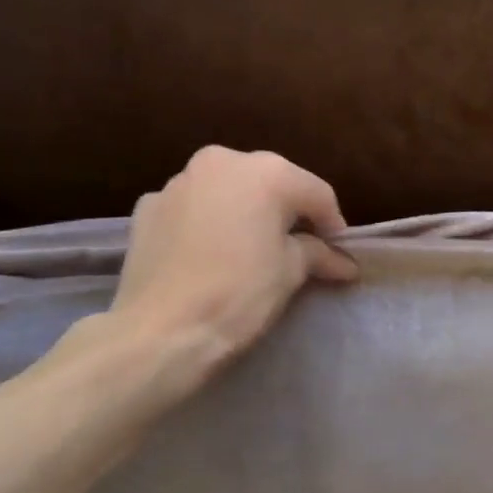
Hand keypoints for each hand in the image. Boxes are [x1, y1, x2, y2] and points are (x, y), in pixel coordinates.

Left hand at [108, 146, 357, 364]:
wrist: (160, 331)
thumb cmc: (239, 294)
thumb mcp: (290, 272)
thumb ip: (318, 253)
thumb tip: (344, 262)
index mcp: (266, 172)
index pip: (315, 192)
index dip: (332, 223)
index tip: (338, 252)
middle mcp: (221, 161)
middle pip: (270, 183)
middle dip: (286, 211)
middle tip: (298, 246)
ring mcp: (179, 181)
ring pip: (227, 190)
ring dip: (243, 212)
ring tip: (249, 248)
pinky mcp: (147, 206)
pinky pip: (191, 208)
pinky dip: (206, 222)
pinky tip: (208, 253)